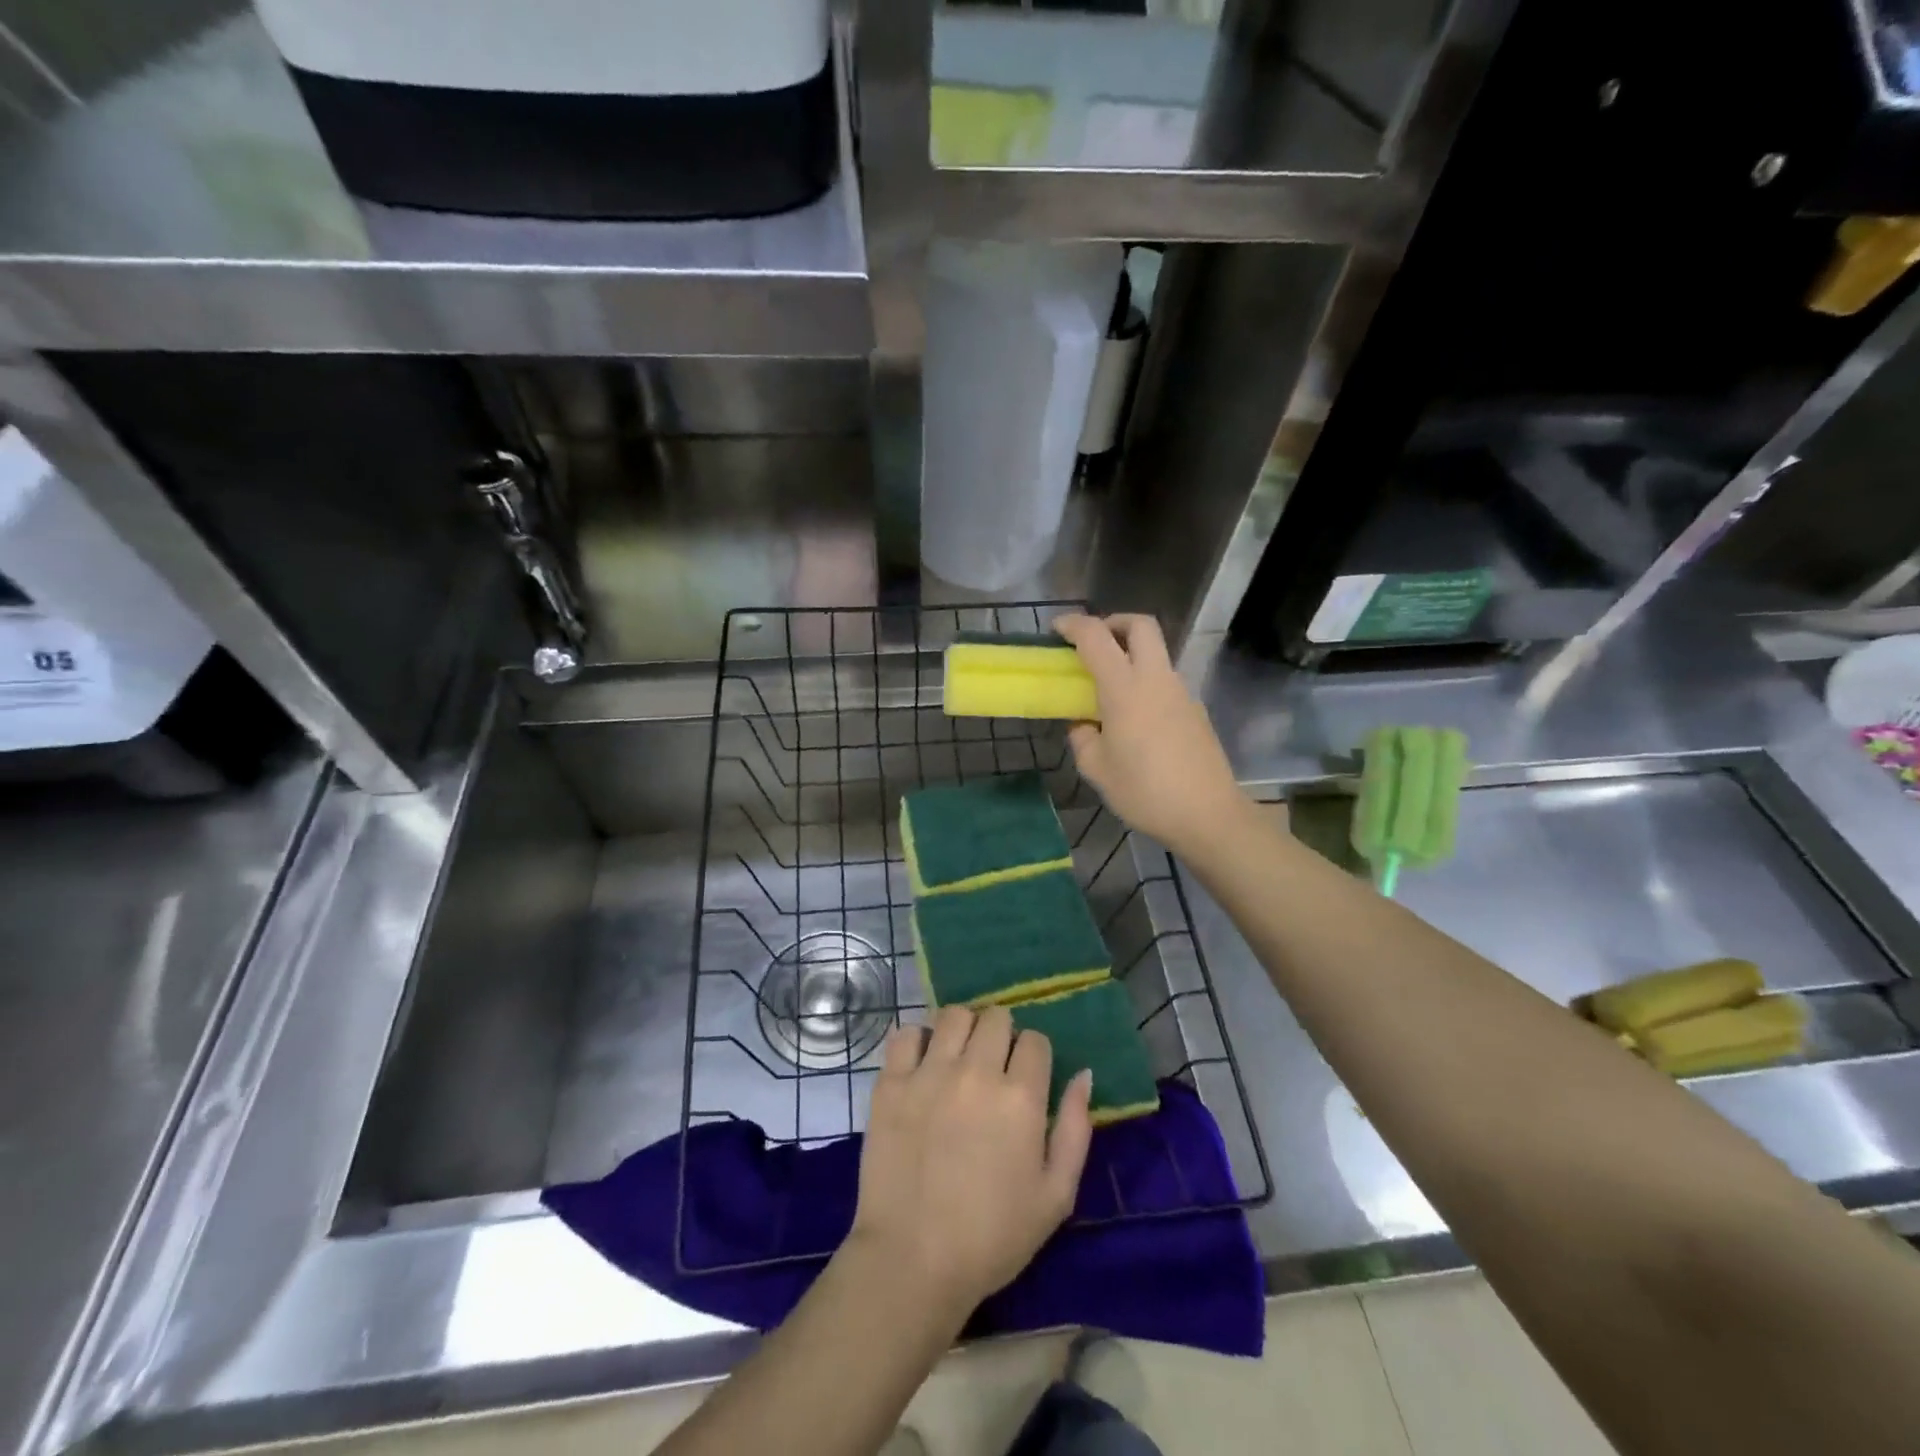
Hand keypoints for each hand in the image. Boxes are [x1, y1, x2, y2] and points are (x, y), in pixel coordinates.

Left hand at [849, 1005, 1092, 1317]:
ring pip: (952, 1015)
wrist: (912, 1261)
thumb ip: (1075, 1128)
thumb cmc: (992, 1237)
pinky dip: (916, 1040)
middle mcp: (975, 1071)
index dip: (1034, 1056)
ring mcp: (929, 1073)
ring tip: (958, 1058)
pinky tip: (921, 1063)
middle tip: (993, 1066)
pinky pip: (905, 1034)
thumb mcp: (1055, 1196)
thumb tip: (1084, 1074)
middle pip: (995, 1017)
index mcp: (1020, 1096)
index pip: (1035, 1040)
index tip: (1025, 1079)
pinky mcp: (891, 1083)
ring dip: (962, 1030)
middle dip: (1001, 1034)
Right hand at [1054, 613, 1248, 855]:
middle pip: (1140, 625)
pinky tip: (1134, 719)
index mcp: (1124, 688)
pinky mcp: (1195, 709)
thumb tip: (1084, 725)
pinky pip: (1165, 681)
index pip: (1096, 637)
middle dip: (1113, 623)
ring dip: (1131, 654)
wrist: (1207, 813)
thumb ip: (1083, 739)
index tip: (1057, 630)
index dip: (1073, 625)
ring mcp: (1180, 692)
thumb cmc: (1144, 791)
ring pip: (1156, 653)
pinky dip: (1145, 682)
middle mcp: (1155, 679)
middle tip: (1093, 644)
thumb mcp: (1097, 769)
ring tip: (1109, 689)